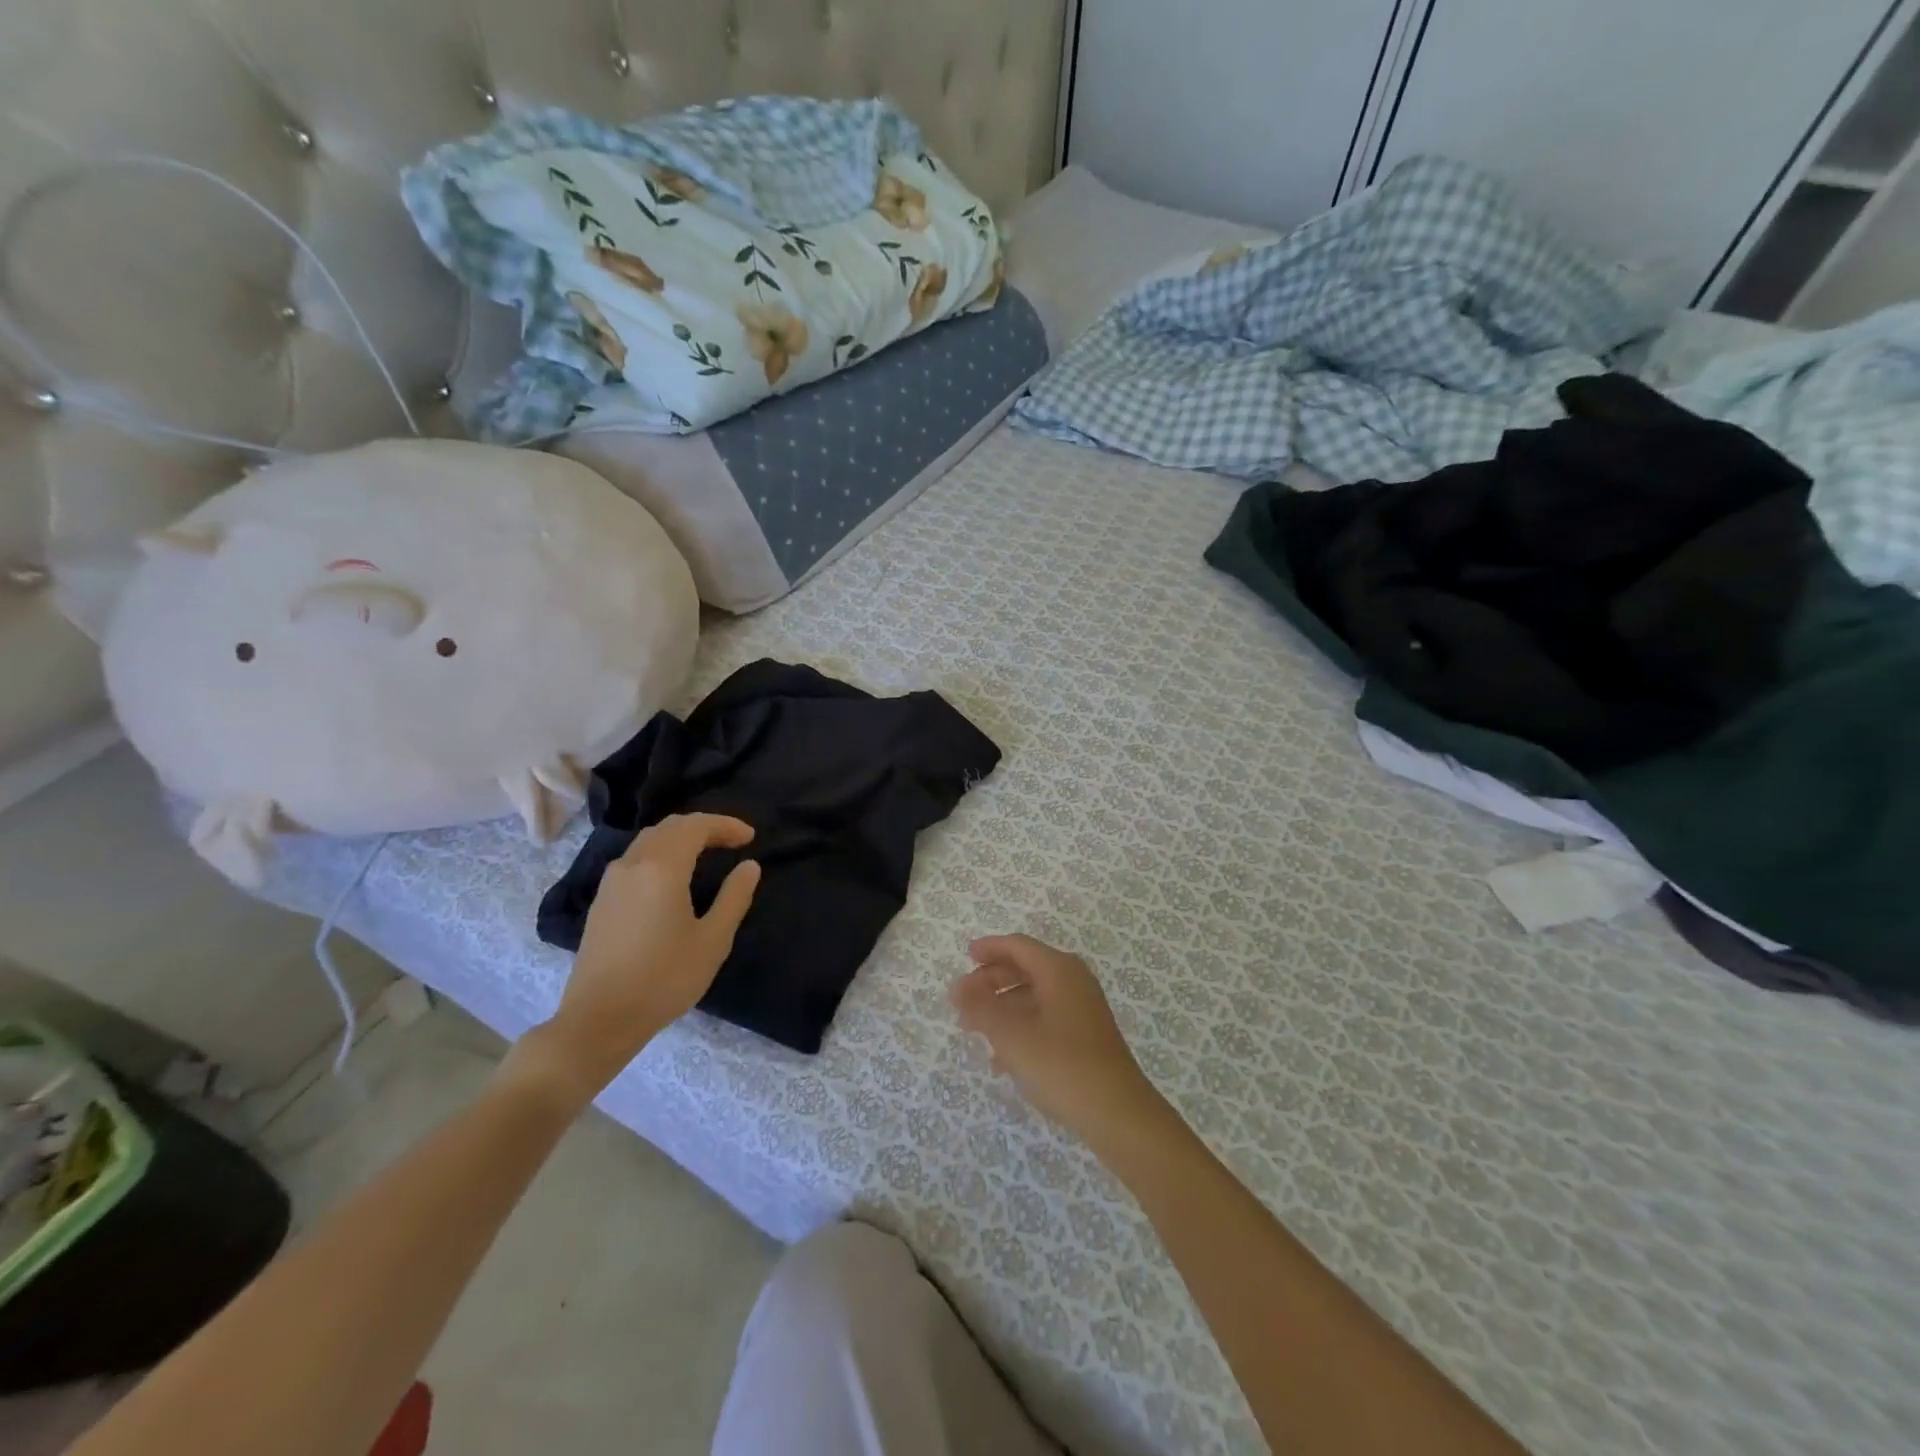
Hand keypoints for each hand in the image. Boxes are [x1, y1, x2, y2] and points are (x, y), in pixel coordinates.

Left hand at [535, 814, 760, 1098]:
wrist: (599, 1019)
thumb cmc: (664, 979)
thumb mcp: (712, 941)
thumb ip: (734, 897)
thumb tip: (749, 866)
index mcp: (661, 868)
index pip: (696, 826)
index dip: (725, 825)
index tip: (750, 838)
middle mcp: (632, 864)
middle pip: (670, 827)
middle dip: (704, 827)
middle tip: (732, 841)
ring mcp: (611, 882)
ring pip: (649, 840)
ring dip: (680, 838)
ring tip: (706, 853)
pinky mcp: (601, 901)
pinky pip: (635, 859)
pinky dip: (661, 853)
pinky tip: (673, 876)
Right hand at [951, 935, 1169, 1152]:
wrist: (1117, 1114)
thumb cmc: (1062, 1066)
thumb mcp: (1012, 1036)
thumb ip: (981, 1008)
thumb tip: (957, 987)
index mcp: (1059, 970)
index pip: (1018, 946)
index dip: (990, 948)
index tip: (965, 956)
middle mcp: (1073, 981)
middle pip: (1025, 968)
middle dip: (992, 981)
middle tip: (963, 1000)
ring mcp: (1082, 1009)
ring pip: (1034, 996)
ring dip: (1003, 1008)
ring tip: (974, 1030)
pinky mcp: (1085, 1036)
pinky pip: (1045, 1019)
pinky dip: (1021, 1028)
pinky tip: (1001, 1060)